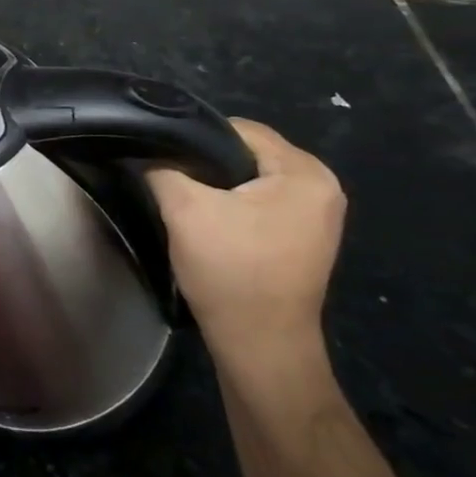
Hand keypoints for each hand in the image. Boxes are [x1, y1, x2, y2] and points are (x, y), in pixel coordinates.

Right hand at [146, 119, 344, 375]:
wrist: (260, 346)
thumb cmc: (231, 271)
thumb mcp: (184, 209)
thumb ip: (164, 168)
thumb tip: (152, 153)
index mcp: (306, 173)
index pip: (241, 129)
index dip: (196, 138)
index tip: (164, 156)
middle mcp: (323, 187)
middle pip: (249, 153)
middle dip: (208, 163)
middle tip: (172, 179)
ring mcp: (318, 215)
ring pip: (253, 178)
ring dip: (219, 186)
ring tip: (188, 201)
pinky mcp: (305, 237)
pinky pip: (263, 202)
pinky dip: (235, 206)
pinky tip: (211, 221)